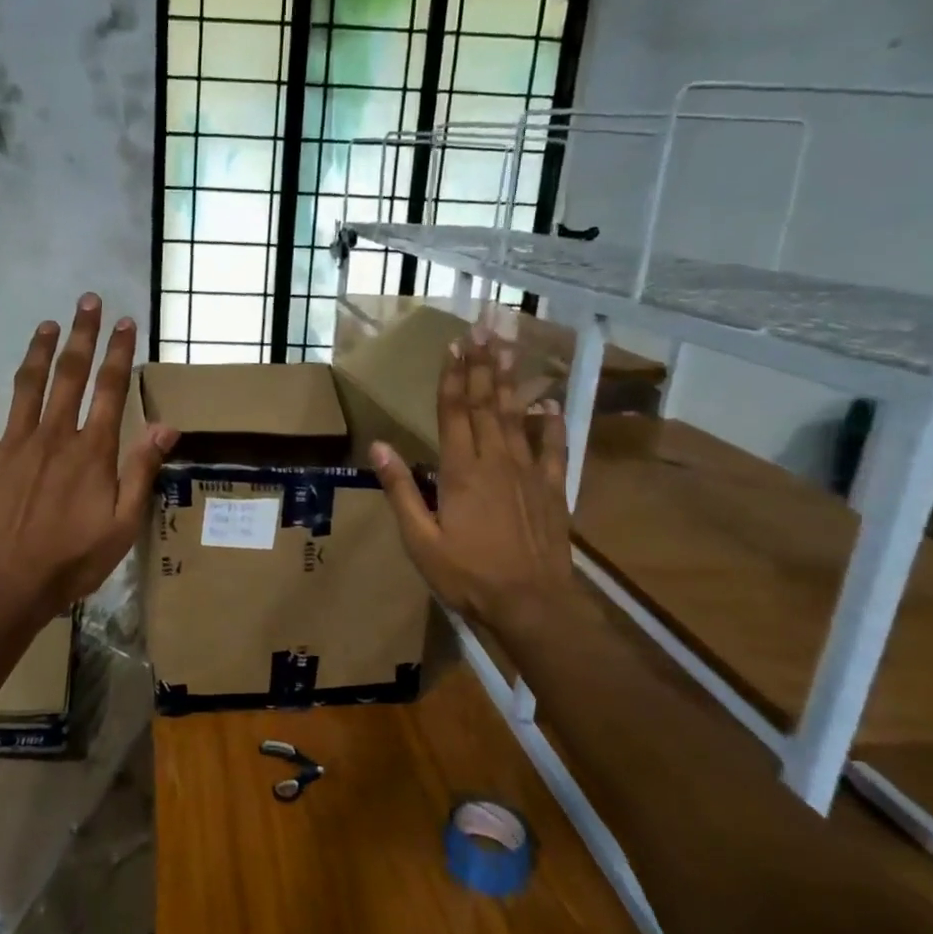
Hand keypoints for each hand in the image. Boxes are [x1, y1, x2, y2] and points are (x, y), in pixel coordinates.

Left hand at [0, 294, 177, 618]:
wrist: (7, 584)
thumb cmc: (73, 559)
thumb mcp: (123, 523)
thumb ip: (141, 471)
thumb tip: (168, 426)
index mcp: (91, 450)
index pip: (111, 389)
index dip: (119, 353)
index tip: (125, 322)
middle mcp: (54, 435)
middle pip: (69, 374)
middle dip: (81, 335)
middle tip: (87, 301)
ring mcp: (13, 443)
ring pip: (26, 385)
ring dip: (37, 351)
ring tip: (46, 324)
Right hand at [370, 333, 580, 635]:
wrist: (530, 604)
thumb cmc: (467, 575)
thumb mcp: (420, 539)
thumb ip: (401, 489)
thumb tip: (378, 445)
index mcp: (461, 471)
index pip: (454, 412)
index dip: (453, 377)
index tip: (454, 345)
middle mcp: (496, 461)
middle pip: (486, 404)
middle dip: (482, 365)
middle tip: (484, 329)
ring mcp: (528, 472)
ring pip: (516, 416)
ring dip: (510, 381)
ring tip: (508, 348)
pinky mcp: (552, 489)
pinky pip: (554, 447)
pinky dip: (551, 422)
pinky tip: (549, 402)